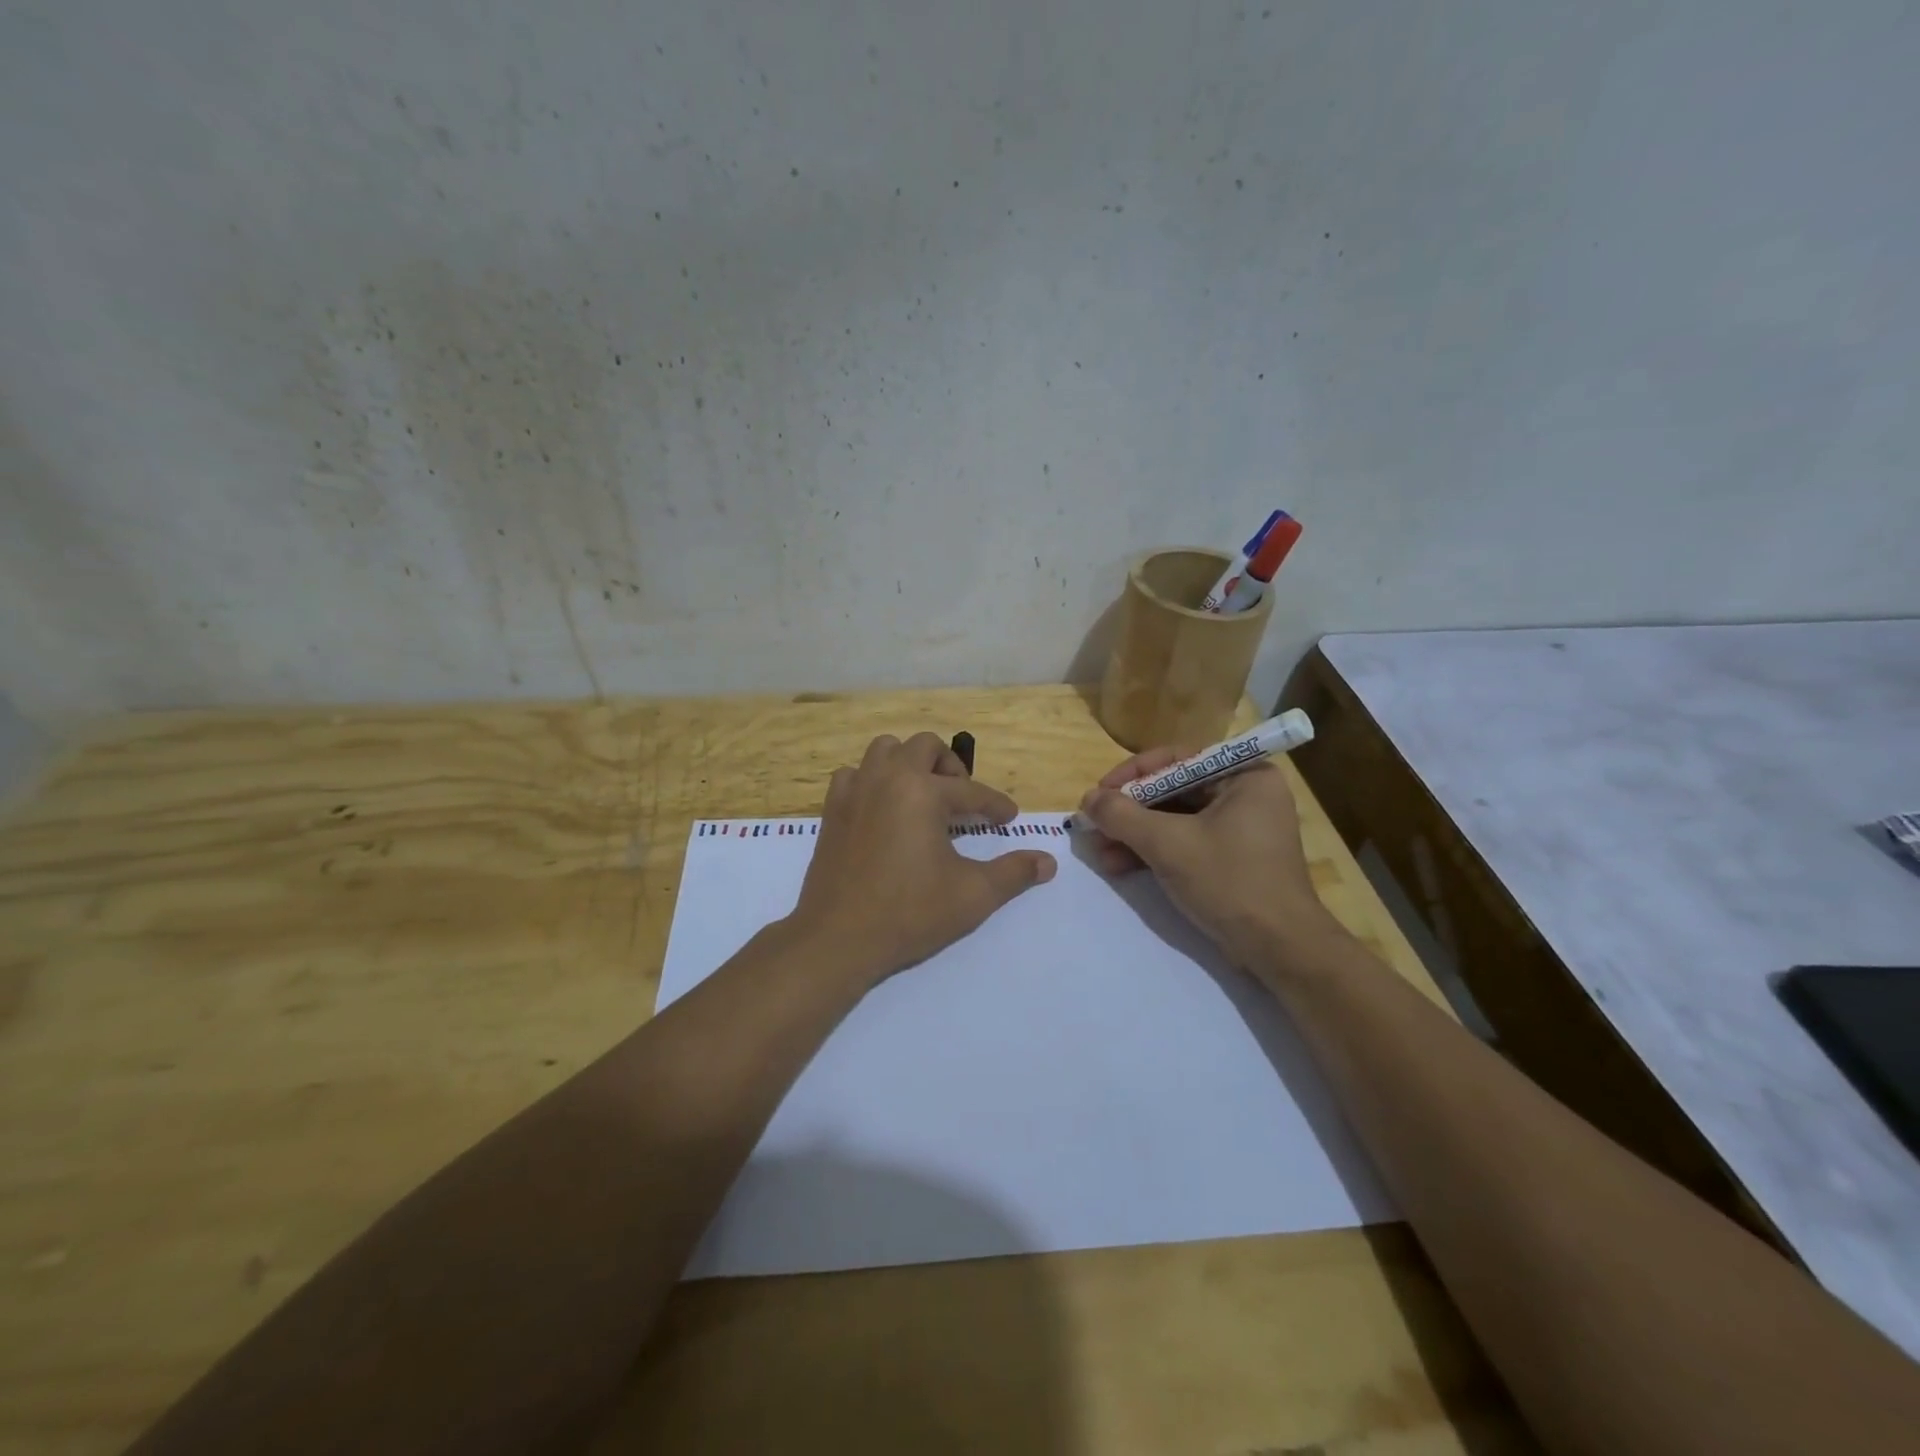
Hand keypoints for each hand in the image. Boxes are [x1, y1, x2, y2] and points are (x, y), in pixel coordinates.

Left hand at [786, 732, 1056, 985]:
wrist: (838, 938)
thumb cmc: (909, 913)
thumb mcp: (972, 895)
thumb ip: (1013, 873)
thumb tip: (1048, 862)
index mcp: (922, 791)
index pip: (970, 791)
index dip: (995, 805)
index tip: (1008, 818)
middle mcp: (887, 778)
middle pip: (924, 747)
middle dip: (950, 766)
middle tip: (962, 798)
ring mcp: (854, 791)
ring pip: (884, 750)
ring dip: (908, 763)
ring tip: (923, 794)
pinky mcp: (832, 810)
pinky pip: (853, 774)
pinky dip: (872, 780)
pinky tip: (883, 808)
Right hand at [1079, 748, 1340, 971]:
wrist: (1279, 950)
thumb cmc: (1229, 882)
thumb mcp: (1168, 844)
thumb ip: (1123, 816)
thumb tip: (1087, 799)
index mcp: (1244, 775)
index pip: (1176, 759)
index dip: (1131, 775)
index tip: (1098, 795)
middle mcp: (1245, 793)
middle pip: (1173, 790)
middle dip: (1130, 812)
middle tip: (1094, 827)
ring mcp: (1240, 828)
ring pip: (1175, 819)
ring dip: (1135, 835)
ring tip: (1100, 854)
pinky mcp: (1231, 858)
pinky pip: (1185, 841)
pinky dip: (1153, 852)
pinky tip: (1120, 866)